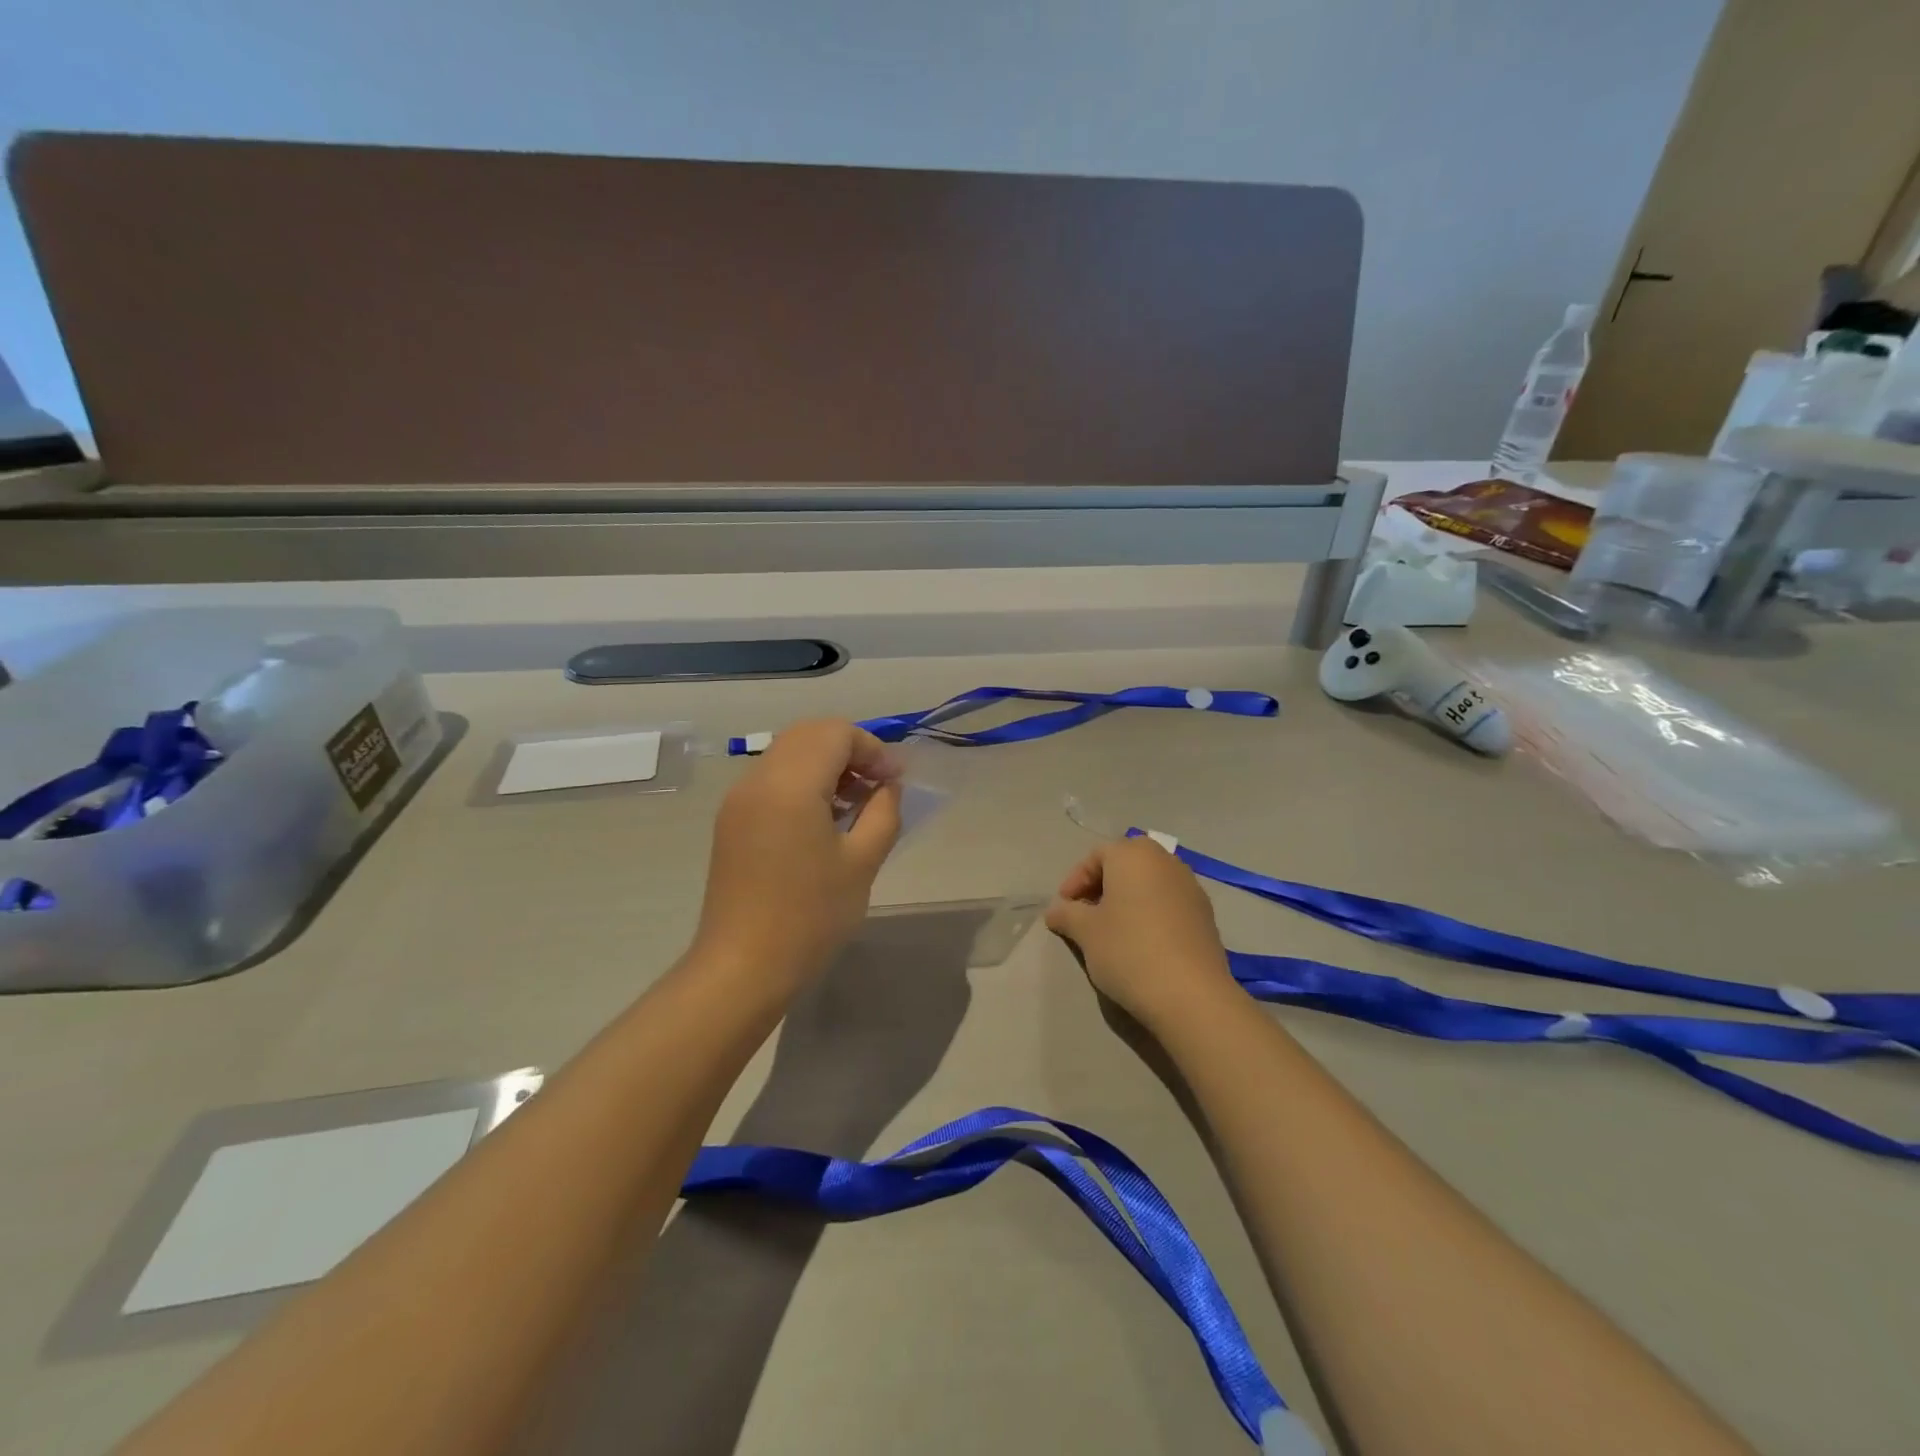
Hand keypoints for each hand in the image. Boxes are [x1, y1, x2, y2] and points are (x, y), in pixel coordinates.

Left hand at [693, 719, 902, 994]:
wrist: (742, 968)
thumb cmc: (810, 917)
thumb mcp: (863, 862)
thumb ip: (883, 811)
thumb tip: (887, 786)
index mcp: (790, 784)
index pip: (836, 732)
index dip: (872, 749)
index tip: (894, 783)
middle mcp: (758, 779)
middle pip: (809, 734)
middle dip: (849, 751)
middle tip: (877, 788)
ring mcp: (738, 799)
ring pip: (789, 753)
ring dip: (826, 765)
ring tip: (854, 806)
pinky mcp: (731, 820)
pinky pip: (772, 779)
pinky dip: (802, 782)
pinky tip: (822, 821)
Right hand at [1045, 837, 1239, 1029]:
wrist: (1191, 994)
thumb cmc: (1128, 950)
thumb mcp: (1085, 932)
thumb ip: (1066, 914)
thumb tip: (1056, 911)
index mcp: (1133, 855)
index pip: (1096, 856)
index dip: (1075, 880)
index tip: (1064, 908)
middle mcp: (1165, 861)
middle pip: (1126, 865)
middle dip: (1102, 887)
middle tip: (1086, 915)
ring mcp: (1191, 887)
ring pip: (1149, 884)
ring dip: (1128, 900)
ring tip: (1113, 931)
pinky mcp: (1206, 915)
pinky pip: (1169, 903)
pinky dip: (1151, 913)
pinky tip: (1142, 943)